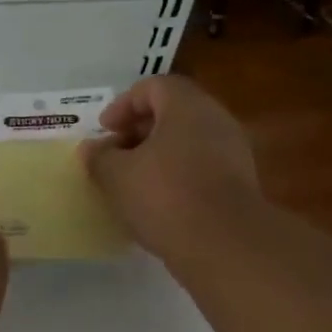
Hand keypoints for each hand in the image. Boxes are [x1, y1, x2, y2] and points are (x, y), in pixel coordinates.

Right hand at [82, 75, 261, 263]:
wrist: (225, 245)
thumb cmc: (165, 197)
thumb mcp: (117, 176)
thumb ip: (100, 158)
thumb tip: (91, 149)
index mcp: (187, 106)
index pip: (153, 86)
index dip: (123, 104)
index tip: (104, 130)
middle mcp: (216, 120)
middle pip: (173, 112)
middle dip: (139, 131)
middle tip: (115, 155)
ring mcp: (233, 152)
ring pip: (188, 142)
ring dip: (158, 156)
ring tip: (133, 182)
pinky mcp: (239, 184)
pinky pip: (202, 168)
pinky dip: (177, 176)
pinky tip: (159, 204)